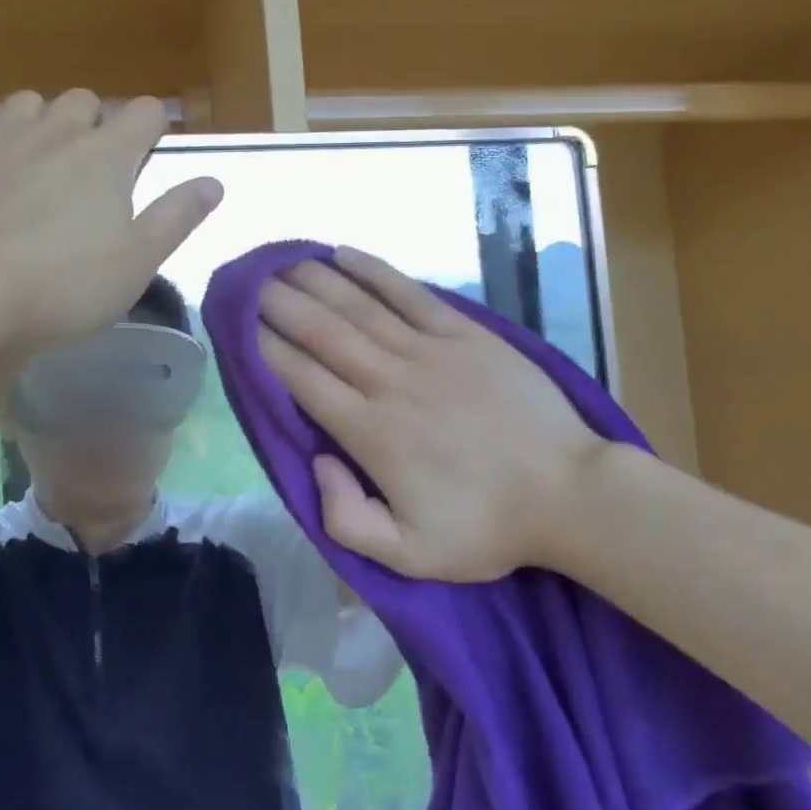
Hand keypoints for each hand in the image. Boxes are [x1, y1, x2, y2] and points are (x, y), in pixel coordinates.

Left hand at [0, 90, 221, 346]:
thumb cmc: (63, 284)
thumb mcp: (137, 261)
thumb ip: (177, 216)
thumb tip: (213, 182)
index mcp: (108, 156)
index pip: (144, 113)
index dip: (152, 126)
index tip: (149, 151)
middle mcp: (56, 131)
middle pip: (84, 100)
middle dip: (94, 123)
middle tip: (90, 169)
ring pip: (28, 102)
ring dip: (40, 121)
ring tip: (36, 161)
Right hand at [257, 248, 608, 581]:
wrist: (570, 495)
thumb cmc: (486, 527)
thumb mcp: (408, 556)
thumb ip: (346, 519)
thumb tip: (317, 461)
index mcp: (370, 433)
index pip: (302, 379)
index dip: (266, 348)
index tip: (240, 325)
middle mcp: (390, 381)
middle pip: (321, 332)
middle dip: (278, 303)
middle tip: (248, 282)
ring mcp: (430, 352)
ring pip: (358, 306)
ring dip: (315, 279)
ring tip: (282, 260)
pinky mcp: (465, 334)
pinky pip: (410, 293)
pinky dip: (375, 271)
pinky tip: (345, 253)